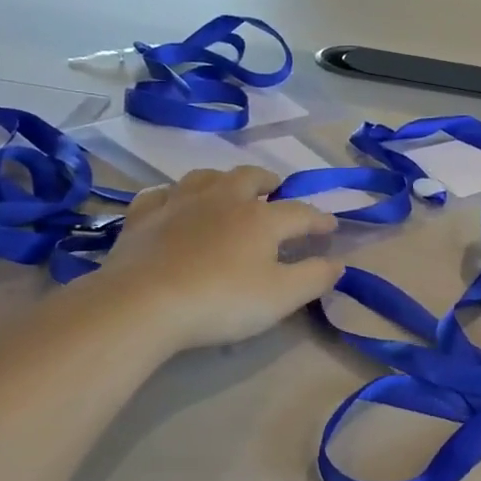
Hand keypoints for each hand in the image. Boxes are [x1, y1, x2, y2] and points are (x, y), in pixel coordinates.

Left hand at [90, 166, 343, 351]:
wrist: (143, 303)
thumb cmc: (221, 300)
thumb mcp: (281, 297)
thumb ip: (314, 277)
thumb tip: (337, 262)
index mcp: (260, 218)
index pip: (300, 213)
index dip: (319, 220)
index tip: (331, 227)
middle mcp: (222, 199)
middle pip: (250, 178)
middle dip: (268, 182)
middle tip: (276, 191)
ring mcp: (179, 203)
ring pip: (205, 177)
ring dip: (223, 180)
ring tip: (228, 190)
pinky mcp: (143, 217)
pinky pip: (161, 194)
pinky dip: (173, 195)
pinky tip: (173, 203)